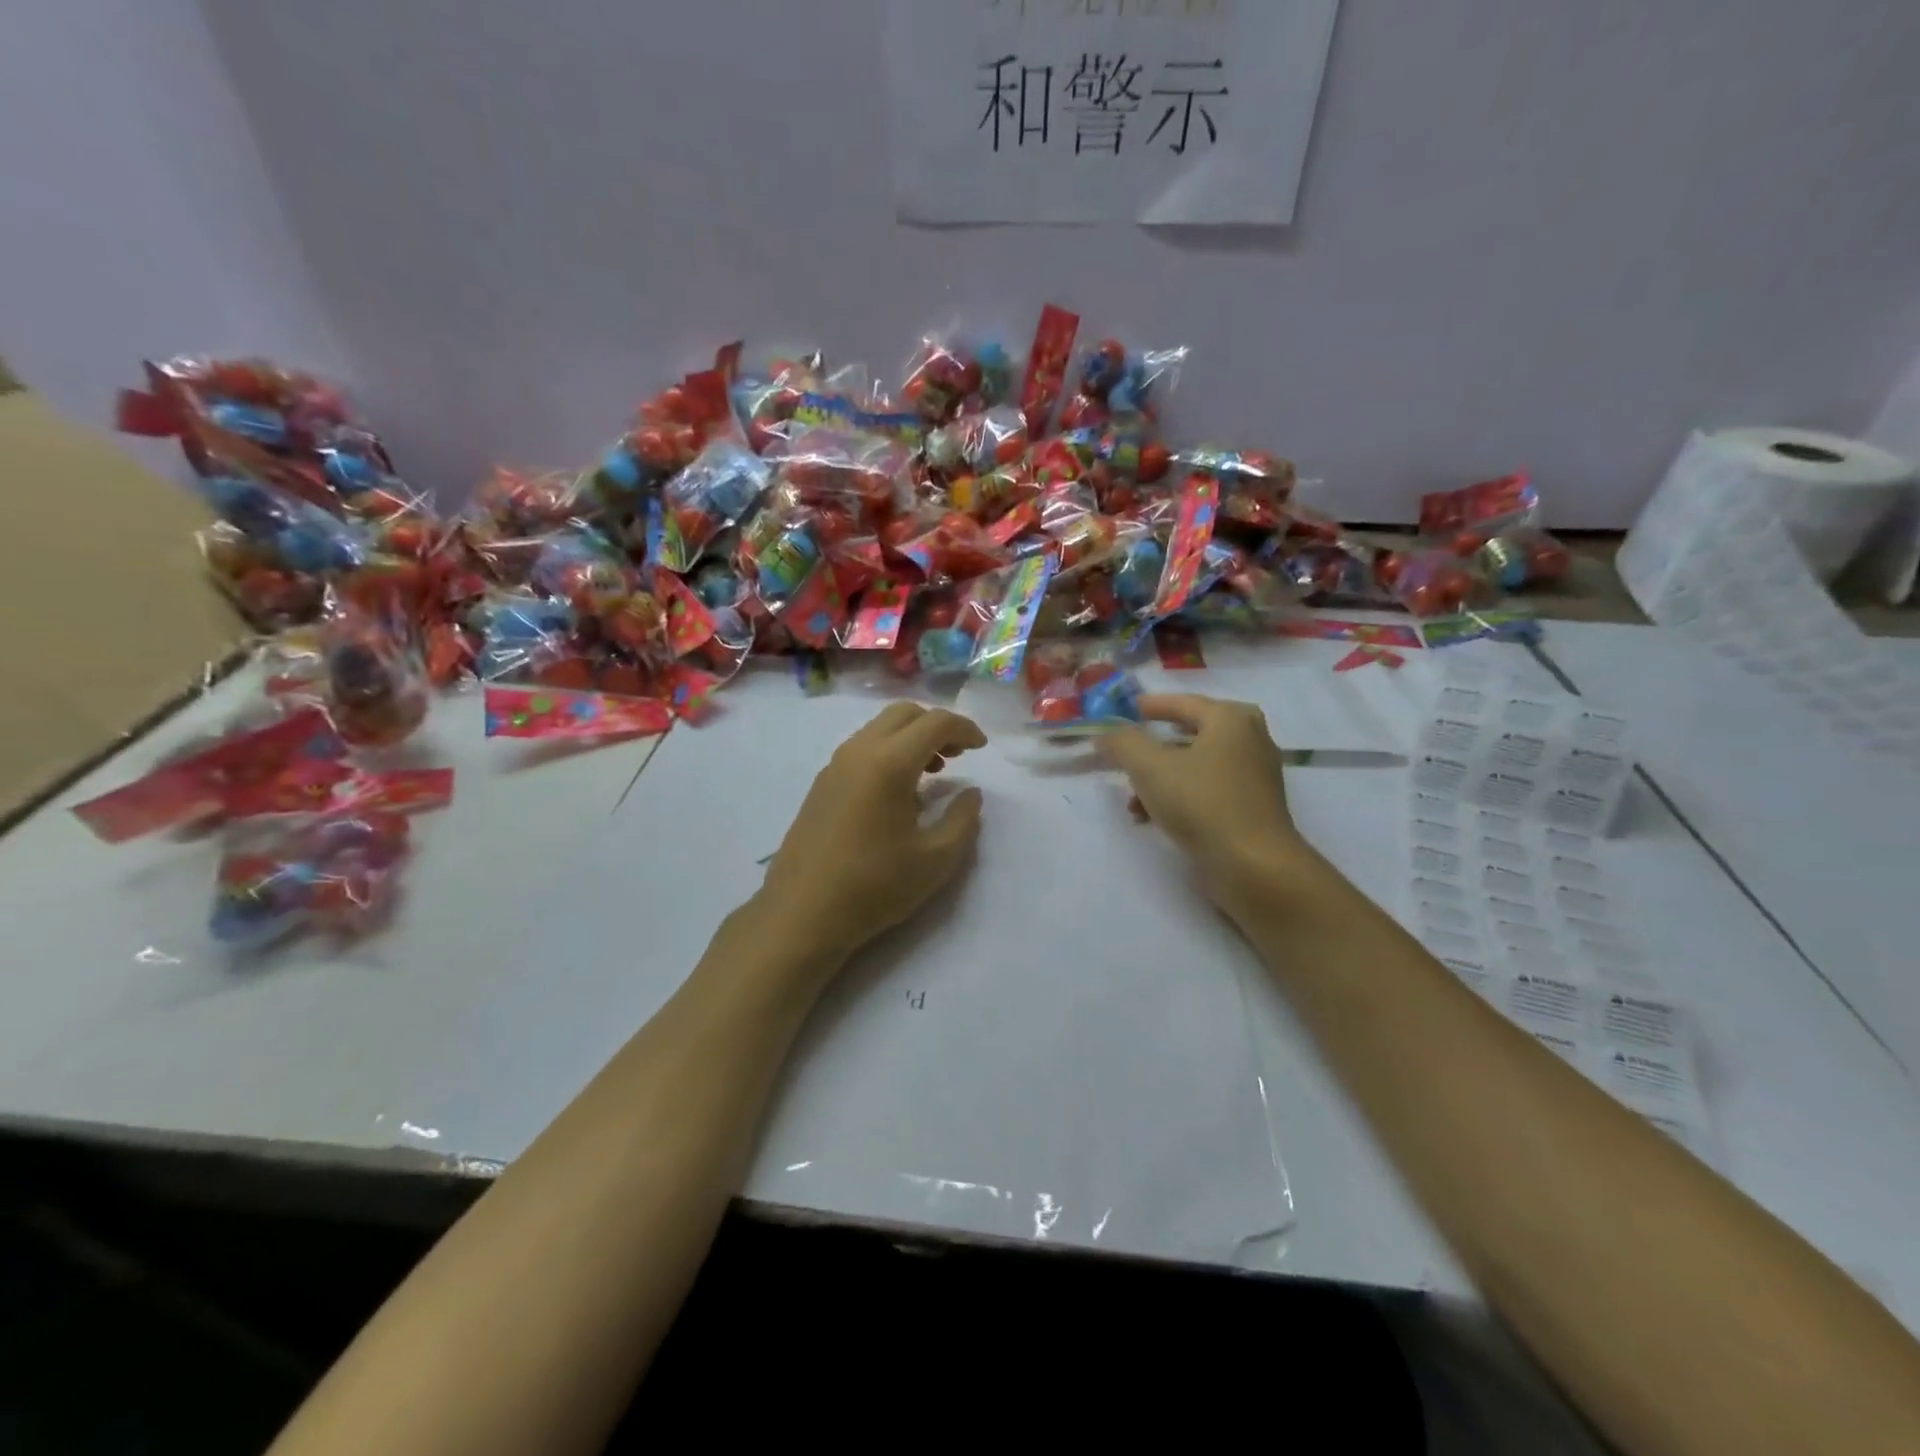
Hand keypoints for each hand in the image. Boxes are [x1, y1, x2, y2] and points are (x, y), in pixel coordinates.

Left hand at [759, 702, 986, 960]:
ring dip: (911, 738)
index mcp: (889, 763)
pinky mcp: (821, 783)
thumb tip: (971, 794)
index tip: (982, 748)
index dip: (965, 728)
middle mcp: (859, 752)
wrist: (802, 914)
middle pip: (904, 713)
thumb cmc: (874, 886)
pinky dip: (888, 752)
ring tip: (933, 773)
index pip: (935, 723)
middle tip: (958, 755)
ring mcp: (834, 765)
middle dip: (936, 725)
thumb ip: (963, 820)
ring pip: (879, 728)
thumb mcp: (936, 860)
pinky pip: (862, 748)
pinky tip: (898, 793)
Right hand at [1100, 694, 1314, 906]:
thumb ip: (1123, 742)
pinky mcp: (1252, 807)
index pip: (1182, 702)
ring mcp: (1254, 775)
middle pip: (1189, 734)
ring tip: (1131, 800)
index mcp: (1231, 719)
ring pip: (1195, 766)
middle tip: (1126, 751)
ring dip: (1160, 778)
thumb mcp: (1149, 767)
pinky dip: (1179, 797)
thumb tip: (1106, 732)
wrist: (1253, 865)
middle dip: (1152, 746)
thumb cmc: (1201, 802)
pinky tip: (1151, 818)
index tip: (1122, 711)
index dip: (1148, 706)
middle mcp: (1249, 739)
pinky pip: (1207, 790)